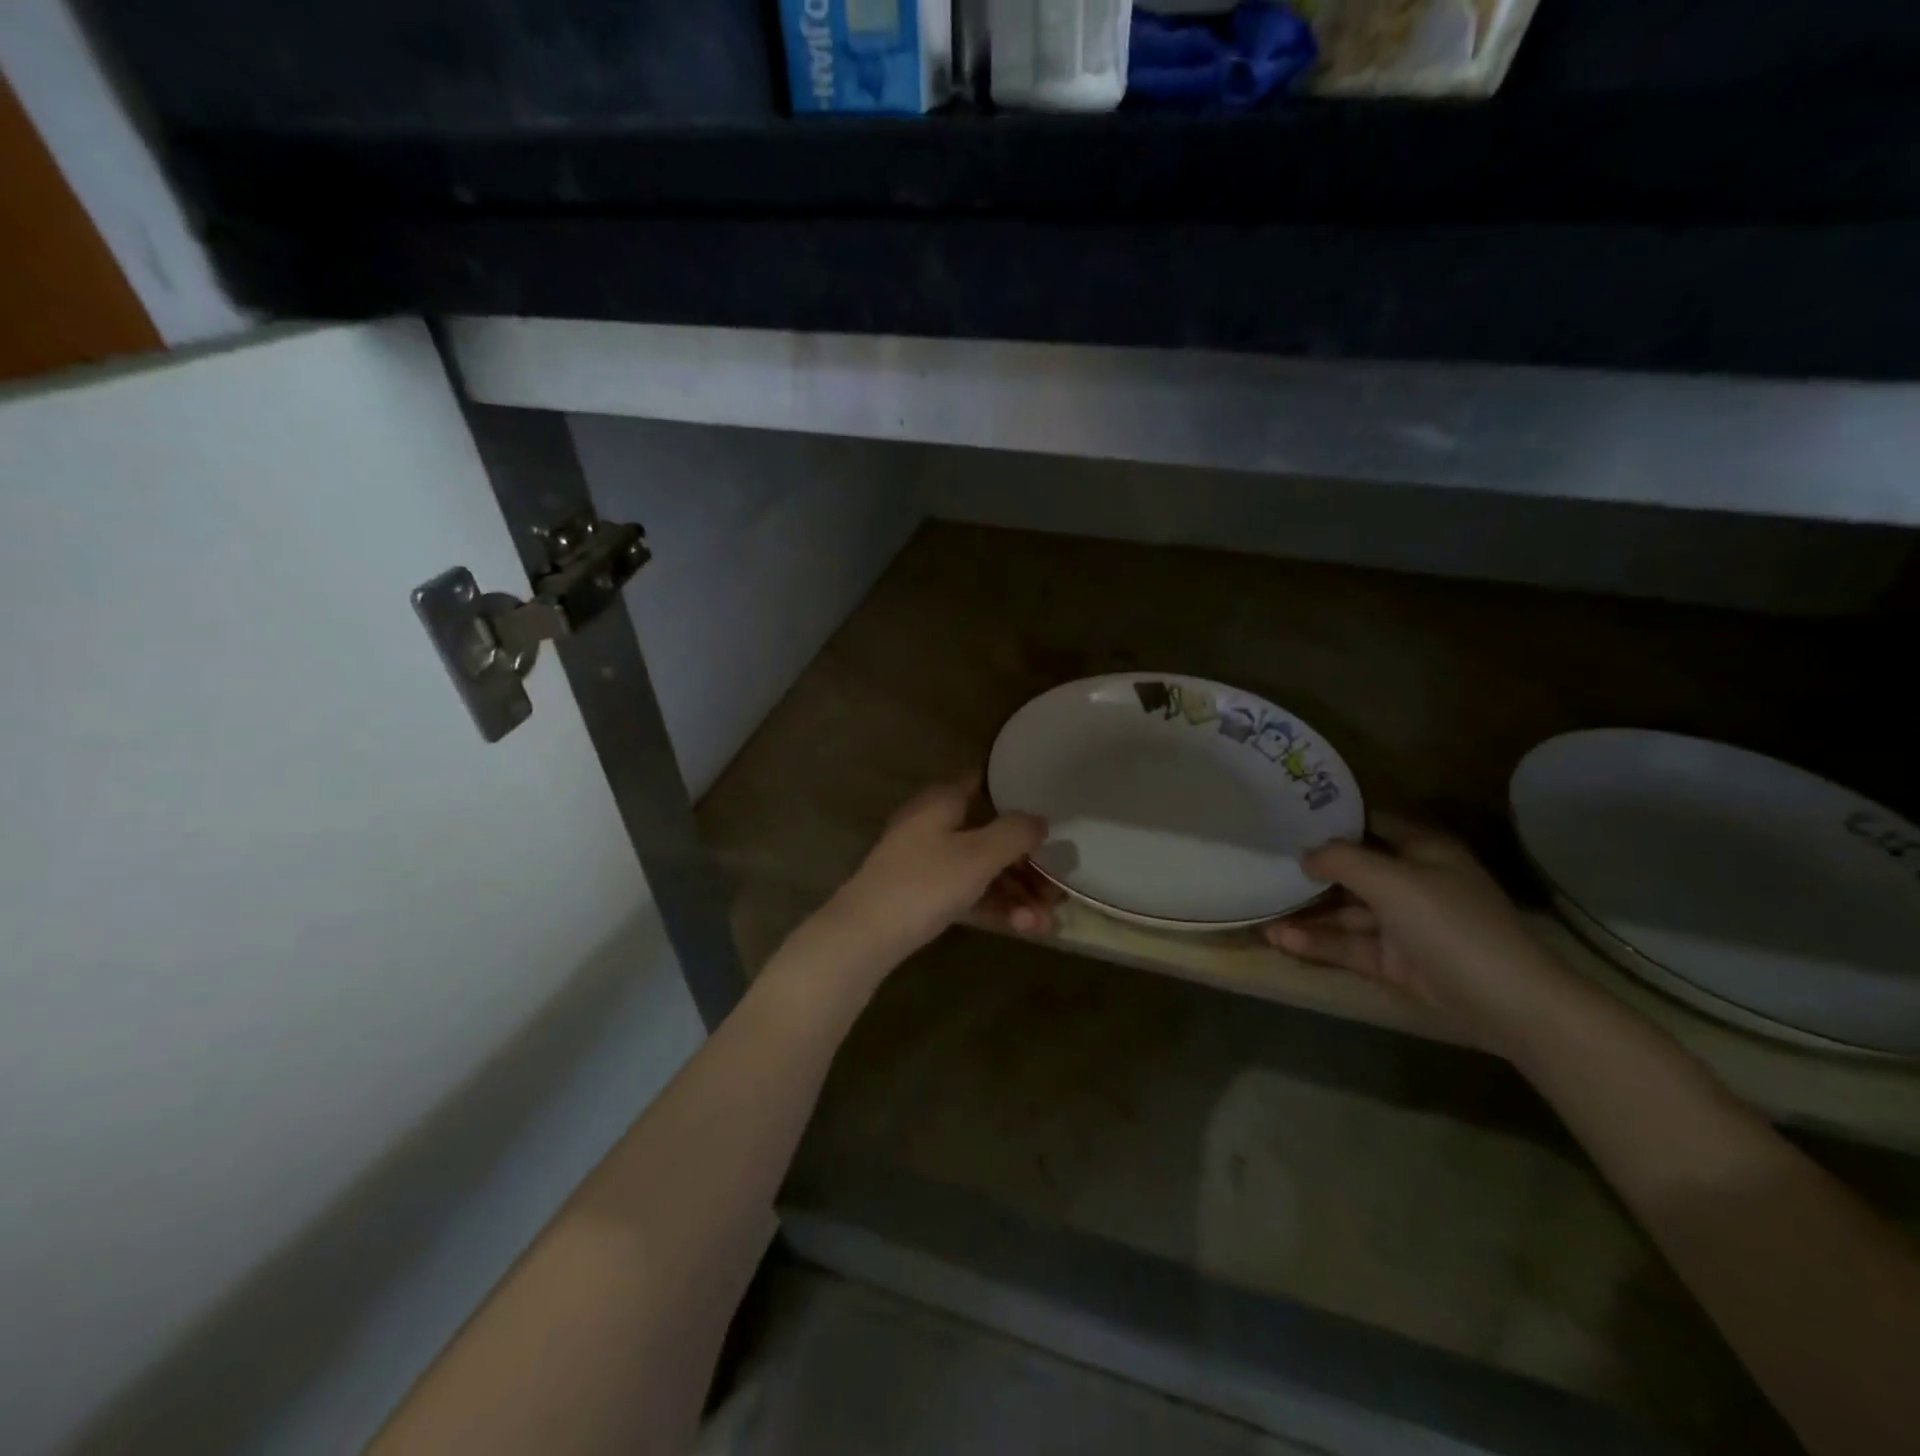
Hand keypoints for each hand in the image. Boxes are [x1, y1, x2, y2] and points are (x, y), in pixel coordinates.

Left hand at [827, 775, 1047, 964]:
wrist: (864, 935)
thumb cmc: (925, 882)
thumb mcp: (979, 855)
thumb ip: (1015, 833)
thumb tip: (1040, 821)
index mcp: (942, 801)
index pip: (982, 780)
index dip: (1014, 791)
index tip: (1048, 808)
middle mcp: (934, 825)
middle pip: (990, 834)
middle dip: (1027, 864)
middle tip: (1056, 890)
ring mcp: (927, 861)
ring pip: (982, 869)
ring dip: (1017, 893)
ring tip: (1046, 922)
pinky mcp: (924, 894)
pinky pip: (968, 892)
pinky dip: (995, 906)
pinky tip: (1024, 928)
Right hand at [1262, 817, 1576, 1055]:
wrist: (1510, 1005)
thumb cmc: (1452, 926)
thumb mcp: (1394, 882)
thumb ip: (1343, 860)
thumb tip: (1305, 853)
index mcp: (1422, 851)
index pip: (1369, 823)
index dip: (1330, 820)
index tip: (1284, 817)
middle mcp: (1411, 881)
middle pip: (1351, 870)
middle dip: (1308, 871)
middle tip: (1260, 866)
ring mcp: (1403, 924)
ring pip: (1345, 912)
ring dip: (1305, 913)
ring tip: (1259, 913)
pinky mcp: (1395, 961)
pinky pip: (1349, 945)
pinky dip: (1318, 942)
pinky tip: (1282, 940)